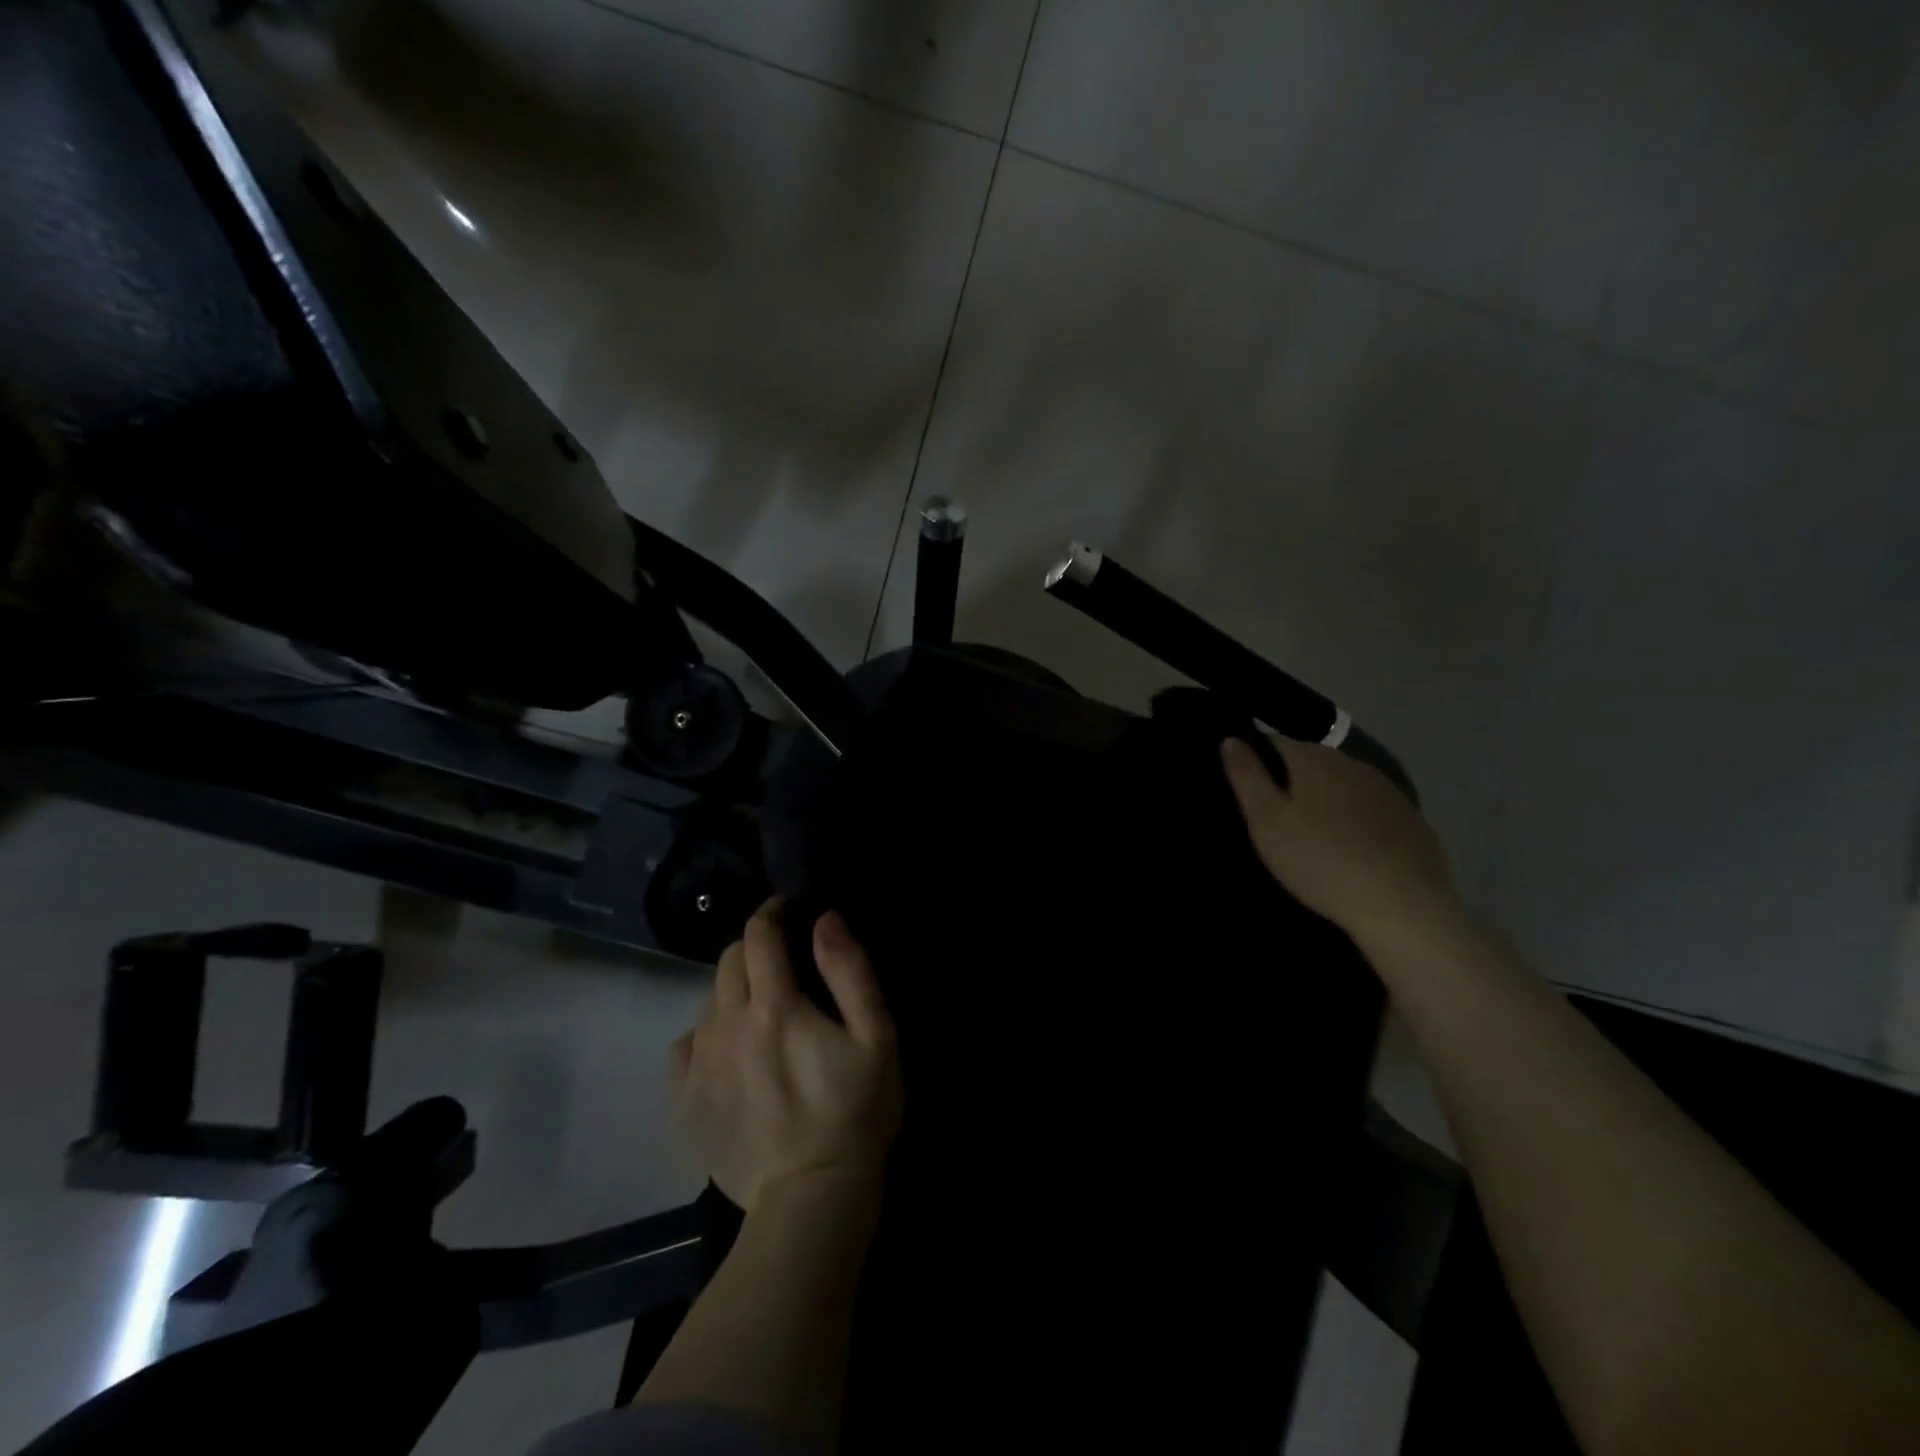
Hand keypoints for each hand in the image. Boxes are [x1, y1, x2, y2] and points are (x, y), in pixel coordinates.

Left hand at [669, 899, 902, 1213]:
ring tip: (762, 1011)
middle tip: (783, 962)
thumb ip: (850, 970)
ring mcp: (699, 1065)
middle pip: (729, 961)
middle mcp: (725, 1025)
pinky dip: (707, 1033)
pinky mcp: (683, 1101)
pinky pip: (685, 1045)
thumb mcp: (876, 1036)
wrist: (810, 1200)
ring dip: (734, 990)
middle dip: (755, 948)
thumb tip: (824, 919)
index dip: (773, 912)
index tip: (789, 909)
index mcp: (774, 1006)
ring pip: (708, 1000)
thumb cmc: (854, 1112)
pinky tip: (731, 1051)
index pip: (759, 934)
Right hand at [1220, 735, 1455, 942]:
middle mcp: (1353, 764)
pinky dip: (1357, 820)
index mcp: (1314, 760)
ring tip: (1313, 834)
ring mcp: (1388, 791)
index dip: (1257, 759)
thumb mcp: (1267, 823)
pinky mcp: (1412, 819)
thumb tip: (1231, 739)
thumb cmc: (1320, 861)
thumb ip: (1247, 777)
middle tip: (1276, 817)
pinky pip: (1372, 809)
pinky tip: (1353, 849)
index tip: (1247, 787)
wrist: (1403, 906)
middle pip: (1312, 761)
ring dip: (1327, 799)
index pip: (1276, 742)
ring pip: (1344, 784)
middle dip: (1292, 780)